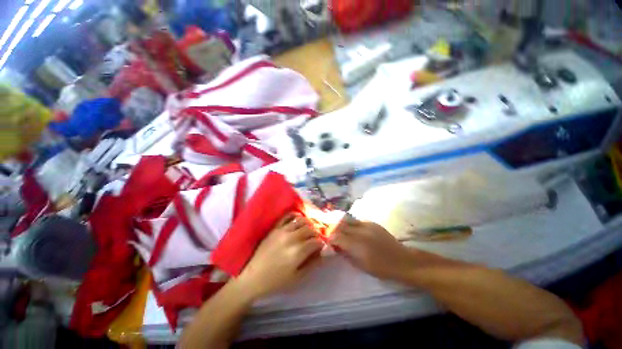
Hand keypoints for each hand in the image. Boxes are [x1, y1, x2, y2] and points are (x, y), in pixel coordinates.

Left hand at [236, 214, 323, 299]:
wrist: (253, 277)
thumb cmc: (276, 281)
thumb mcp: (297, 277)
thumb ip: (312, 264)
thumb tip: (322, 253)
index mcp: (298, 252)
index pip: (316, 241)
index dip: (321, 243)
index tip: (322, 246)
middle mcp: (292, 238)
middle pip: (310, 229)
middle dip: (316, 233)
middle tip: (316, 238)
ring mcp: (283, 230)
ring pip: (301, 220)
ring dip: (308, 224)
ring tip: (308, 229)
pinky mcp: (275, 228)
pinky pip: (287, 216)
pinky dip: (295, 215)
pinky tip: (298, 219)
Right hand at [330, 219, 413, 281]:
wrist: (402, 260)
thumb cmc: (381, 268)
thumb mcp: (360, 265)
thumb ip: (346, 254)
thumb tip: (336, 246)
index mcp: (357, 245)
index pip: (337, 236)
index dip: (329, 237)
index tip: (326, 238)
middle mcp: (360, 232)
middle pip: (340, 225)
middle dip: (332, 226)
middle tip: (328, 228)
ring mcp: (367, 225)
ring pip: (348, 219)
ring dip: (340, 222)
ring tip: (336, 224)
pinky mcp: (372, 223)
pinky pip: (357, 220)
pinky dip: (350, 222)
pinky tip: (350, 226)